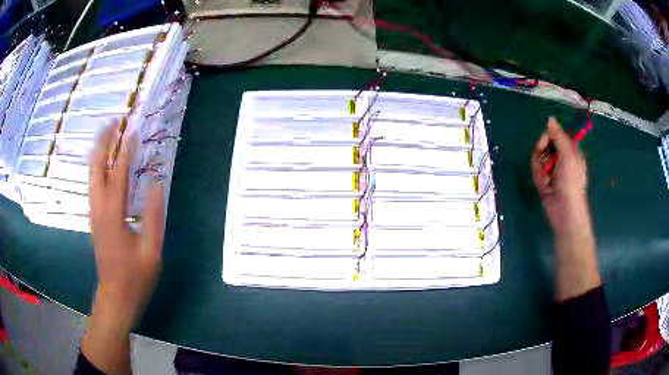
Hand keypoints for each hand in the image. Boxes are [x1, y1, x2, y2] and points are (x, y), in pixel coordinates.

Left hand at [82, 123, 164, 373]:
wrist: (115, 295)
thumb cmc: (135, 276)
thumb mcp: (151, 250)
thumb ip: (153, 215)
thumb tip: (156, 183)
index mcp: (114, 214)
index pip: (118, 174)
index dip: (126, 150)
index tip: (133, 130)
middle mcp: (99, 208)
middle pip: (96, 166)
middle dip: (104, 142)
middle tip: (114, 122)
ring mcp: (94, 212)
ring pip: (91, 173)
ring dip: (98, 150)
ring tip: (108, 133)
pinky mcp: (94, 217)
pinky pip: (93, 183)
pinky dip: (97, 165)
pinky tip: (103, 160)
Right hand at [531, 117, 588, 236]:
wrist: (564, 210)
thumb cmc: (570, 180)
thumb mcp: (567, 154)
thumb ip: (558, 135)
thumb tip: (549, 118)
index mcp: (570, 149)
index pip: (555, 133)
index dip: (548, 135)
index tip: (544, 141)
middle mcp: (561, 157)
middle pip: (544, 143)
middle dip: (541, 152)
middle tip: (545, 161)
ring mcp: (552, 169)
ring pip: (538, 157)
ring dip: (540, 167)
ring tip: (547, 179)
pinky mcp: (544, 179)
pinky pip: (536, 170)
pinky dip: (538, 177)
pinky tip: (545, 185)